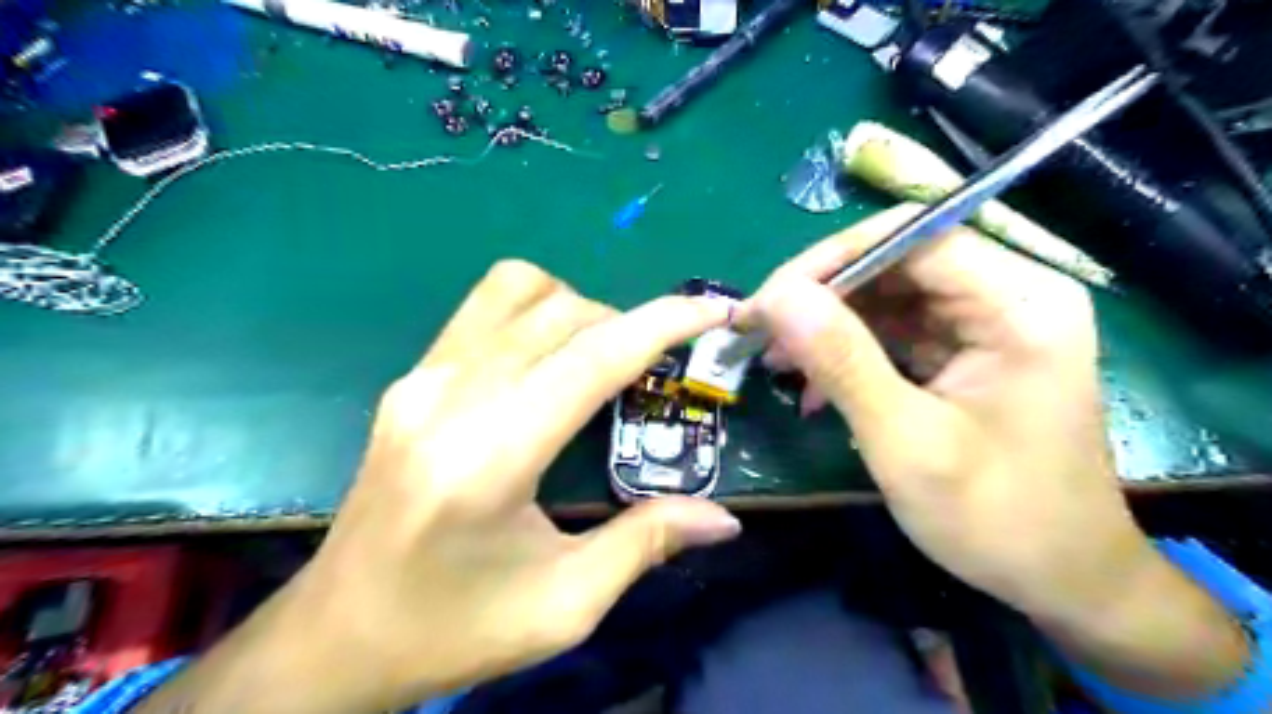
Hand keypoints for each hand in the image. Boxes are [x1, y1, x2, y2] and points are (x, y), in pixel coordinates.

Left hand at [134, 260, 742, 712]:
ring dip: (578, 309)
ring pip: (517, 290)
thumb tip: (722, 516)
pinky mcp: (410, 380)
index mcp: (490, 455)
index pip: (593, 358)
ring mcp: (422, 379)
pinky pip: (485, 312)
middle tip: (658, 370)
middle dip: (628, 323)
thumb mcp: (563, 605)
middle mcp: (450, 396)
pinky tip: (550, 365)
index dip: (662, 323)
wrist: (335, 637)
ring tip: (602, 359)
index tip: (712, 309)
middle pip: (561, 313)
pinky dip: (536, 315)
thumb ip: (646, 543)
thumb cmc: (451, 630)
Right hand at [747, 204, 1249, 697]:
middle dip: (823, 296)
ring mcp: (987, 324)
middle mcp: (1008, 296)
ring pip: (888, 296)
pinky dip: (848, 352)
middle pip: (897, 261)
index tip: (770, 299)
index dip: (833, 259)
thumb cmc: (997, 518)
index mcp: (1019, 303)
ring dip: (828, 325)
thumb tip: (776, 296)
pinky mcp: (966, 352)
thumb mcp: (907, 441)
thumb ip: (842, 361)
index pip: (912, 238)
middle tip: (761, 332)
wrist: (1061, 579)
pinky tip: (811, 384)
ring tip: (776, 361)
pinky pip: (895, 330)